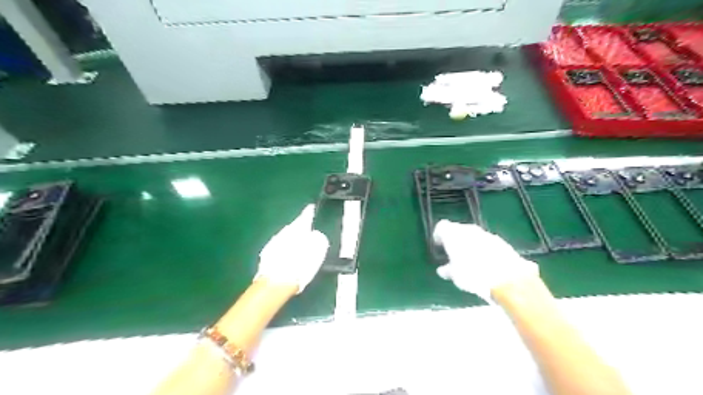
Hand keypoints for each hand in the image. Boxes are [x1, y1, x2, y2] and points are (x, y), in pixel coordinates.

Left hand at [257, 203, 328, 292]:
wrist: (277, 283)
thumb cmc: (301, 265)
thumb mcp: (318, 251)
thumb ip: (319, 239)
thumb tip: (316, 235)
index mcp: (298, 229)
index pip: (305, 216)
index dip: (309, 212)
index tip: (311, 208)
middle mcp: (284, 232)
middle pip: (293, 227)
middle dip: (300, 229)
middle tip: (307, 233)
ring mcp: (273, 243)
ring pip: (285, 237)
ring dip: (291, 240)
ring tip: (299, 247)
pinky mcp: (265, 256)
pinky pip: (278, 248)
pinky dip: (284, 250)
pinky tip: (288, 258)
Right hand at [431, 218, 538, 302]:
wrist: (507, 277)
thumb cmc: (473, 274)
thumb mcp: (455, 276)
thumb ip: (447, 270)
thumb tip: (443, 270)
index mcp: (452, 234)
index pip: (441, 226)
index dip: (438, 235)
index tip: (438, 245)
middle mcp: (467, 229)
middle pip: (457, 229)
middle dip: (454, 239)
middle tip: (452, 253)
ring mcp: (484, 233)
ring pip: (472, 235)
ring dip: (468, 243)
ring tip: (468, 259)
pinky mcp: (499, 240)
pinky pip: (484, 241)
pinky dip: (481, 248)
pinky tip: (484, 261)